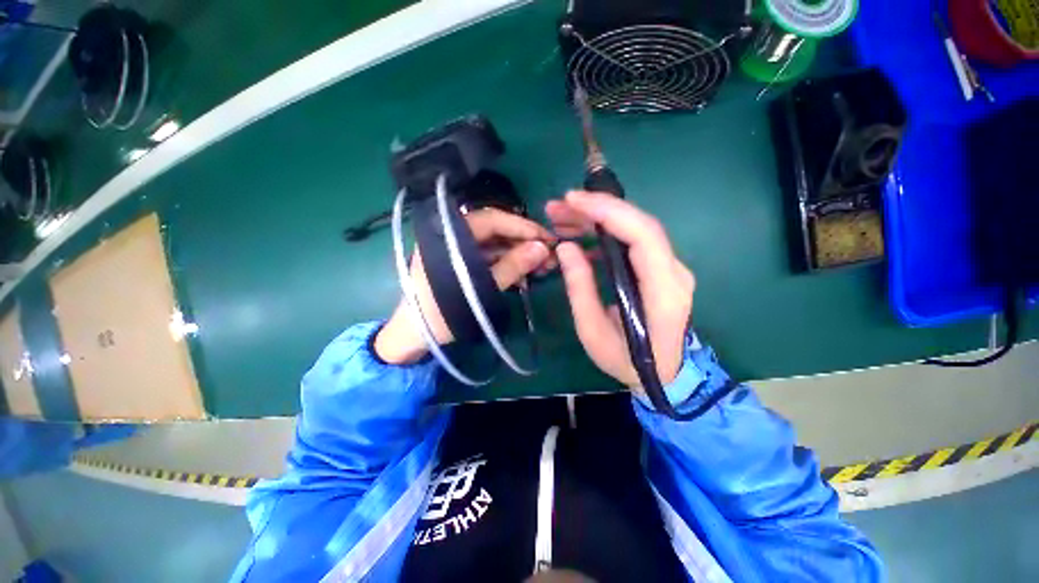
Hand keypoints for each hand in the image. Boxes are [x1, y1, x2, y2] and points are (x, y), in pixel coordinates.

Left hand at [375, 208, 555, 364]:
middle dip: (525, 242)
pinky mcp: (463, 263)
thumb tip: (542, 248)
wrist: (416, 334)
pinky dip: (508, 265)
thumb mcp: (481, 289)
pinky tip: (525, 275)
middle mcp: (454, 236)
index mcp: (450, 235)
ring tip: (544, 266)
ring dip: (519, 254)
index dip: (522, 227)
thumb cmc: (442, 311)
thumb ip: (512, 266)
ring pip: (495, 245)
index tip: (548, 238)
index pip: (492, 219)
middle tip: (550, 254)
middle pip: (496, 231)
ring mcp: (459, 250)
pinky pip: (489, 258)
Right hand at [546, 191, 694, 390]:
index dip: (608, 211)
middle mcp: (674, 272)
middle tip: (558, 207)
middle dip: (596, 209)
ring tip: (561, 218)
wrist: (664, 375)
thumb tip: (566, 248)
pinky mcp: (659, 269)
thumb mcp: (593, 332)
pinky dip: (604, 233)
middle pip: (638, 224)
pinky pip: (632, 241)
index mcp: (663, 292)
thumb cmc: (627, 361)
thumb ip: (580, 288)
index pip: (642, 235)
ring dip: (597, 218)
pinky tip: (579, 238)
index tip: (573, 200)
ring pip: (634, 228)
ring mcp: (669, 268)